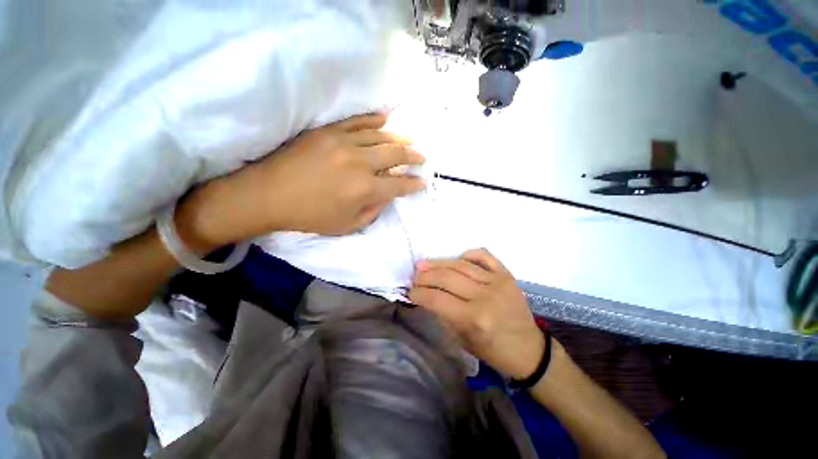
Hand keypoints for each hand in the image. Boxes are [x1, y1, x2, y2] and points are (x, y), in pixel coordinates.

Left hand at [174, 113, 425, 250]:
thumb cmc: (310, 216)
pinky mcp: (328, 131)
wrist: (269, 195)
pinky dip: (373, 119)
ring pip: (381, 136)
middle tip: (422, 157)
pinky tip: (385, 119)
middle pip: (396, 155)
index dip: (413, 184)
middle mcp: (360, 163)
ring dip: (399, 138)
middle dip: (413, 157)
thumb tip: (386, 197)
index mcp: (365, 190)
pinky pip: (357, 121)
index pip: (399, 184)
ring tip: (410, 140)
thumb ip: (372, 212)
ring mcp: (344, 143)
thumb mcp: (347, 226)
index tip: (422, 182)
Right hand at [408, 249, 545, 379]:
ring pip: (460, 264)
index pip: (436, 299)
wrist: (529, 349)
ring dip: (438, 263)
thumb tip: (426, 295)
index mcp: (474, 319)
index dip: (418, 293)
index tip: (409, 292)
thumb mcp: (462, 340)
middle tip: (415, 277)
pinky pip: (483, 255)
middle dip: (424, 276)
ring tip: (424, 264)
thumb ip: (443, 314)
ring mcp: (497, 281)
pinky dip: (467, 254)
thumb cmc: (493, 350)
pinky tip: (457, 259)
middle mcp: (485, 296)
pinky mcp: (506, 274)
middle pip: (446, 277)